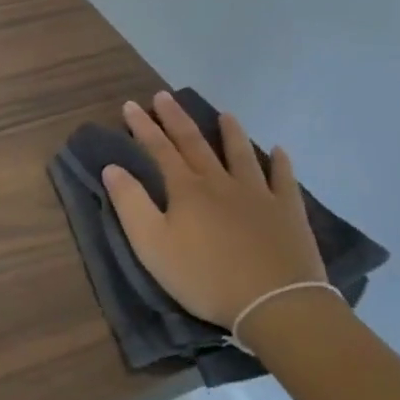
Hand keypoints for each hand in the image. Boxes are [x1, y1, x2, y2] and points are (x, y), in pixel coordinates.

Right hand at [102, 92, 326, 333]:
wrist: (275, 304)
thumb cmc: (205, 277)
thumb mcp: (153, 245)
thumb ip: (131, 203)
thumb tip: (112, 167)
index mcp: (186, 190)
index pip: (159, 149)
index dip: (143, 127)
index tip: (131, 105)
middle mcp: (220, 182)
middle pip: (195, 143)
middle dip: (176, 118)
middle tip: (164, 96)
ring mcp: (258, 194)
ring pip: (241, 154)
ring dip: (230, 133)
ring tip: (225, 114)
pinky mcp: (288, 212)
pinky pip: (283, 180)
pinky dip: (280, 163)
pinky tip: (279, 150)